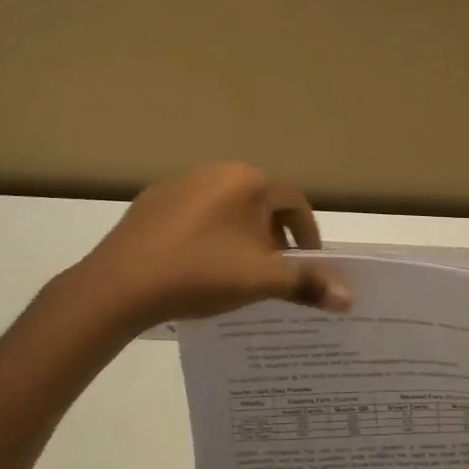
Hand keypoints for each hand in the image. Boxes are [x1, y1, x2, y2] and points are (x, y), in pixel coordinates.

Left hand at [63, 162, 352, 333]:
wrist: (119, 285)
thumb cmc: (201, 273)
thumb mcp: (261, 280)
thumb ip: (308, 284)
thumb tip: (349, 297)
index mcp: (247, 180)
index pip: (293, 201)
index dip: (307, 233)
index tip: (309, 263)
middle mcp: (216, 170)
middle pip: (261, 201)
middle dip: (275, 234)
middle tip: (277, 269)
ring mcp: (179, 183)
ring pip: (228, 207)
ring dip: (243, 233)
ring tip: (240, 269)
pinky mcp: (151, 202)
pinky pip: (196, 214)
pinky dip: (210, 234)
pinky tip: (200, 264)